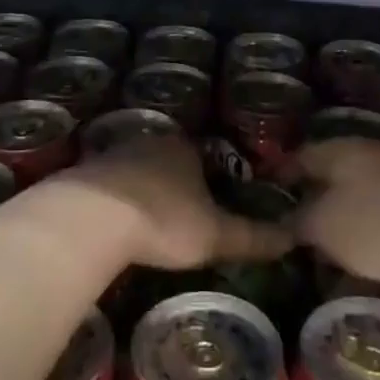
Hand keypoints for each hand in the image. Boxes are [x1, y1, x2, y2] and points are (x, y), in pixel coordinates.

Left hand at [62, 131, 292, 270]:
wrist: (93, 216)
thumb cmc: (164, 220)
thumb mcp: (216, 235)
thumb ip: (253, 237)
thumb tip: (292, 238)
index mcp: (186, 147)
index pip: (206, 155)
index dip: (213, 176)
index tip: (215, 199)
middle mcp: (152, 141)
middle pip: (170, 158)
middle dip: (177, 180)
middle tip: (184, 211)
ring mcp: (116, 153)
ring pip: (138, 167)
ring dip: (145, 187)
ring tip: (152, 218)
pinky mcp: (86, 172)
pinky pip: (110, 183)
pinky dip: (117, 197)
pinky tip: (117, 220)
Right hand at [295, 139, 379, 306]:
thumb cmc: (375, 225)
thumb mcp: (323, 226)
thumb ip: (298, 221)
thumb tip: (284, 222)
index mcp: (340, 149)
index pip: (300, 155)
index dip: (280, 175)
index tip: (263, 198)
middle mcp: (367, 156)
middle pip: (328, 173)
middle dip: (309, 196)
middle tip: (286, 224)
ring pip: (353, 195)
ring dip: (336, 217)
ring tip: (317, 245)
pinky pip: (376, 215)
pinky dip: (361, 231)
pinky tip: (354, 255)